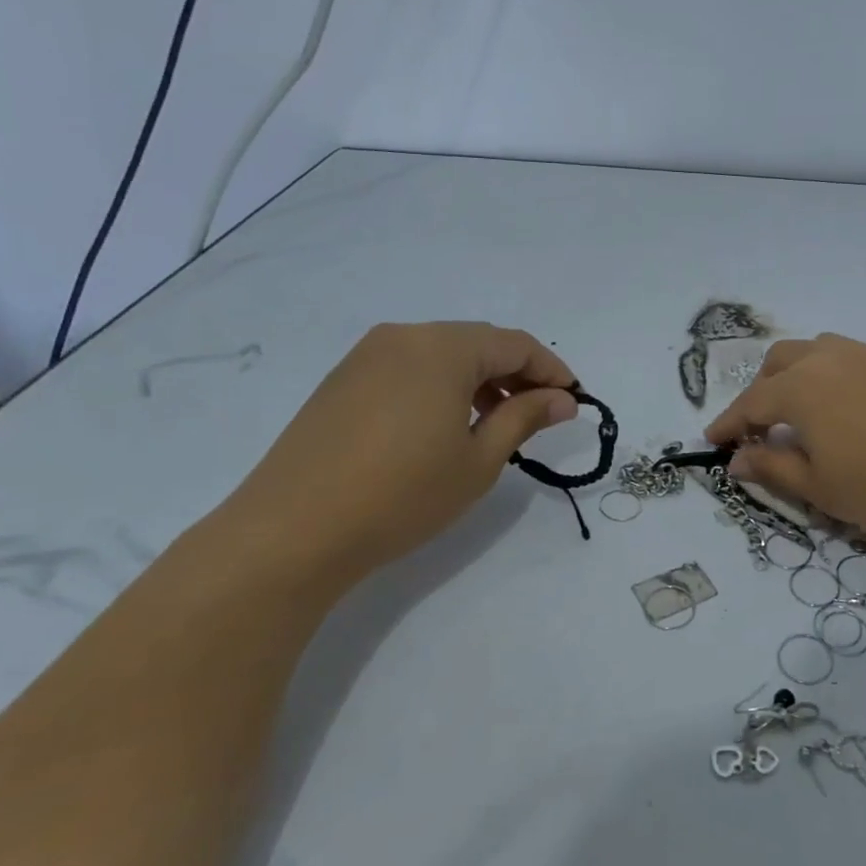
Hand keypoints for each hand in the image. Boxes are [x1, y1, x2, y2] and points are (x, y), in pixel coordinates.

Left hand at [223, 322, 576, 583]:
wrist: (292, 530)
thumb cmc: (403, 494)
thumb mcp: (479, 460)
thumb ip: (524, 418)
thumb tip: (563, 399)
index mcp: (443, 347)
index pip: (515, 345)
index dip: (551, 370)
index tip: (574, 400)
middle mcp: (405, 336)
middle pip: (478, 343)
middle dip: (515, 374)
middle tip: (539, 414)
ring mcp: (367, 355)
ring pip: (442, 354)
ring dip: (478, 380)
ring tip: (495, 422)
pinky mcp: (342, 379)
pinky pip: (409, 367)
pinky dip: (441, 386)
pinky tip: (445, 424)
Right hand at [706, 333, 865, 541]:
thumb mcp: (821, 489)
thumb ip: (773, 468)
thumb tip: (737, 459)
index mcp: (800, 387)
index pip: (751, 403)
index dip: (729, 425)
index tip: (712, 442)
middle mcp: (828, 358)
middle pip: (777, 364)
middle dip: (760, 394)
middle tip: (761, 432)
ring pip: (813, 353)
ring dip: (793, 379)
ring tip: (800, 418)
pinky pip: (846, 359)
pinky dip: (827, 378)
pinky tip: (844, 412)